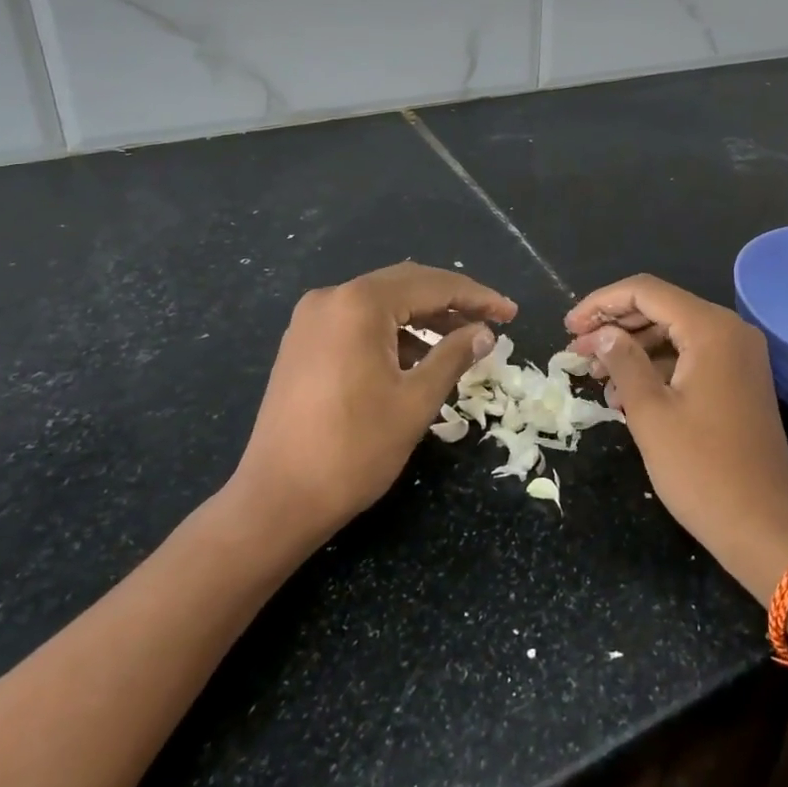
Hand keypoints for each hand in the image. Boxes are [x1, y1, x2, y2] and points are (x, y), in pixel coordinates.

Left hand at [230, 263, 515, 546]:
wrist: (276, 501)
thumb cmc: (354, 450)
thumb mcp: (416, 401)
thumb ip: (454, 356)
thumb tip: (484, 333)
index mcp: (359, 304)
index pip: (432, 285)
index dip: (477, 297)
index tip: (511, 313)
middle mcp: (331, 298)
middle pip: (406, 285)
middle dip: (452, 301)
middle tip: (492, 320)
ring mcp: (311, 320)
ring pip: (382, 303)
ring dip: (423, 317)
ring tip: (463, 339)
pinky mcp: (303, 343)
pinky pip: (359, 322)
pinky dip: (394, 332)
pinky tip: (419, 355)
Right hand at [566, 275, 787, 602]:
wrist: (766, 528)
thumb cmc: (703, 470)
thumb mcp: (650, 413)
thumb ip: (623, 361)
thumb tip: (603, 334)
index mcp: (711, 329)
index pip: (646, 292)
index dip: (601, 303)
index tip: (568, 327)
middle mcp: (730, 331)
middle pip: (661, 308)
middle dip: (614, 326)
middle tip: (575, 351)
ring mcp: (739, 356)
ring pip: (674, 333)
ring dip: (633, 348)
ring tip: (594, 374)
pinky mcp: (739, 380)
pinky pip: (690, 357)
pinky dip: (657, 367)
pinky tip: (625, 392)